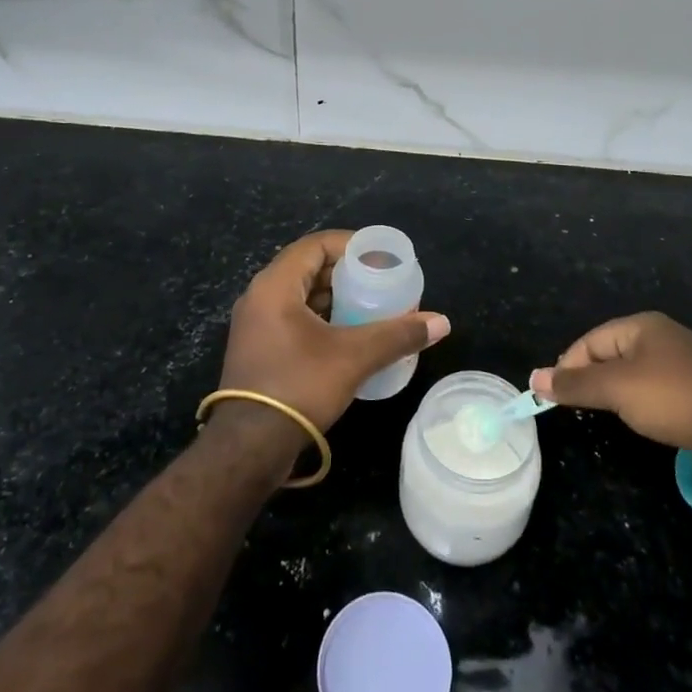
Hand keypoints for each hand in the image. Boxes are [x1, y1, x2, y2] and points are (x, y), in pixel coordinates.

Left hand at [221, 231, 449, 433]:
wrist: (249, 446)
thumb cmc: (299, 386)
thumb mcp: (354, 357)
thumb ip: (398, 335)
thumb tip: (442, 322)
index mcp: (274, 285)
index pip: (315, 245)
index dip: (351, 245)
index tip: (381, 258)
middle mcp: (259, 297)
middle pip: (308, 268)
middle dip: (346, 273)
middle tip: (381, 283)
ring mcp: (255, 325)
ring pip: (300, 296)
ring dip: (335, 298)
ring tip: (371, 307)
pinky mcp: (258, 349)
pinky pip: (293, 318)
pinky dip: (321, 318)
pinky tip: (348, 335)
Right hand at [530, 313, 691, 493]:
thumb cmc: (674, 399)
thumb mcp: (616, 389)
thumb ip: (574, 384)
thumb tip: (534, 376)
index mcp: (642, 326)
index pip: (590, 341)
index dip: (568, 367)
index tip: (553, 397)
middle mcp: (662, 339)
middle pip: (610, 356)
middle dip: (590, 381)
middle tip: (576, 410)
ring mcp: (682, 367)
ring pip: (632, 377)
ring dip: (615, 396)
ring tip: (605, 418)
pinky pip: (655, 395)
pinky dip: (640, 408)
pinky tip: (642, 424)